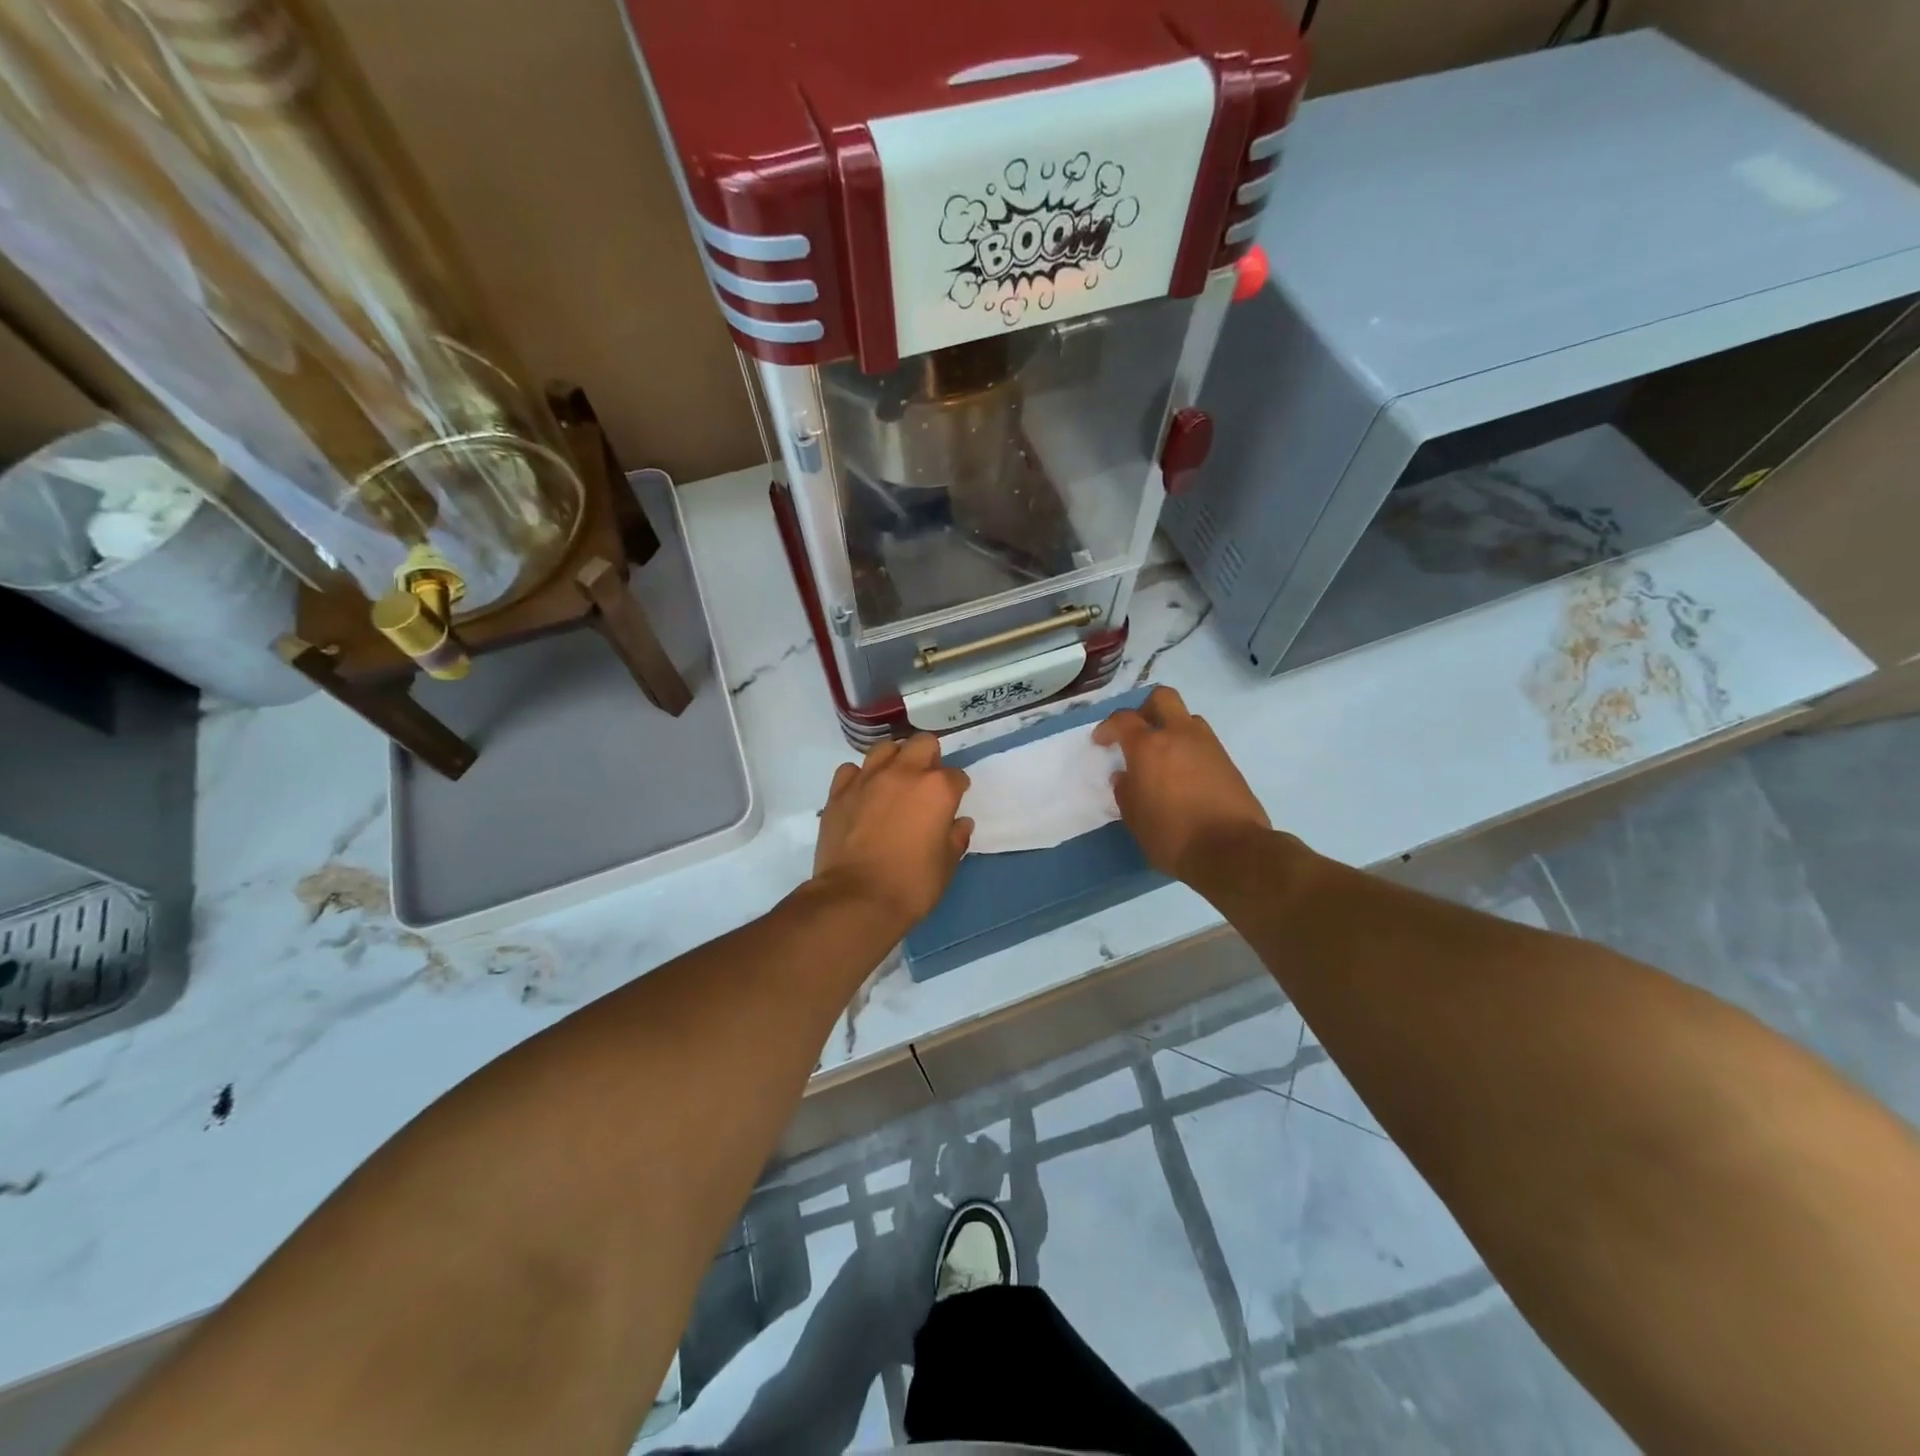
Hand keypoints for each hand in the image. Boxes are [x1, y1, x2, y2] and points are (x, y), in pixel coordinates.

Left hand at [813, 734, 972, 929]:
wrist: (856, 899)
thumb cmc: (912, 885)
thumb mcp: (947, 865)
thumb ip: (956, 838)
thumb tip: (960, 823)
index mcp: (937, 789)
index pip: (956, 776)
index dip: (957, 789)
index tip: (952, 804)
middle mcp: (904, 773)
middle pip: (923, 744)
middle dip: (929, 758)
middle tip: (926, 784)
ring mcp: (868, 779)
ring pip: (885, 749)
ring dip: (894, 760)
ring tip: (894, 782)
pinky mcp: (839, 792)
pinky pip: (851, 770)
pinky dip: (860, 778)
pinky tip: (863, 795)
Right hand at [1094, 686, 1269, 880]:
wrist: (1230, 850)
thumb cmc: (1172, 835)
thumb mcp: (1135, 819)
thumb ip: (1126, 792)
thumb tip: (1124, 777)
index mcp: (1149, 746)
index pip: (1123, 720)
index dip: (1108, 727)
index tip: (1101, 742)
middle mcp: (1179, 735)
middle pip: (1162, 698)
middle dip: (1145, 709)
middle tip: (1137, 733)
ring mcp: (1208, 745)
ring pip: (1187, 718)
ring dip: (1172, 728)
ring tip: (1163, 756)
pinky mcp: (1228, 761)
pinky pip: (1203, 741)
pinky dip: (1189, 748)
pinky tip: (1184, 775)